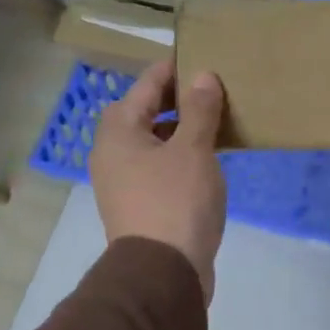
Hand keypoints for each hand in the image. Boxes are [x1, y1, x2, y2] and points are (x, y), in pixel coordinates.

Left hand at [90, 62, 227, 302]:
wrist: (163, 273)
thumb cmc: (176, 201)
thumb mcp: (194, 150)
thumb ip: (199, 111)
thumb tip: (203, 76)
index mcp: (118, 133)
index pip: (145, 86)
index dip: (172, 70)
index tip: (202, 57)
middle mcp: (113, 154)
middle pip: (143, 113)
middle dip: (177, 100)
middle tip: (213, 89)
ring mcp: (124, 182)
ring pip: (153, 142)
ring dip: (180, 129)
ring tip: (216, 121)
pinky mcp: (141, 205)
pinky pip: (160, 166)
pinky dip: (180, 155)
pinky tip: (208, 159)